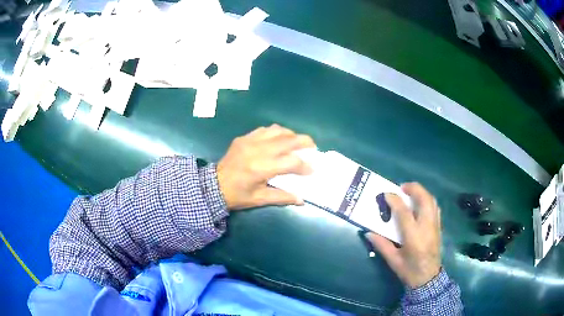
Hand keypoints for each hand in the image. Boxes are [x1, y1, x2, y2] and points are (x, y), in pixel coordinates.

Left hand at [217, 124, 315, 209]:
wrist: (213, 185)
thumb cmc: (237, 195)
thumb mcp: (260, 199)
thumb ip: (282, 197)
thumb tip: (302, 200)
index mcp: (262, 168)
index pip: (291, 162)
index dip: (305, 166)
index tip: (312, 170)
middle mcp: (258, 150)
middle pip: (288, 140)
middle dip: (305, 142)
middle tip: (313, 148)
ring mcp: (250, 141)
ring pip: (278, 130)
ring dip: (291, 135)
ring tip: (298, 142)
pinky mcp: (244, 138)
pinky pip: (265, 129)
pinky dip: (277, 132)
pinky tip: (280, 139)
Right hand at [366, 183, 440, 288]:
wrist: (428, 278)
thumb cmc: (409, 270)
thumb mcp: (393, 260)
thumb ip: (381, 245)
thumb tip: (368, 232)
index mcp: (414, 236)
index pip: (404, 212)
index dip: (394, 200)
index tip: (386, 194)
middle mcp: (427, 227)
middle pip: (424, 199)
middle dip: (413, 188)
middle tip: (402, 187)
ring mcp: (435, 226)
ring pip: (432, 201)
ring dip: (422, 192)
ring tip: (410, 192)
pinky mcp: (439, 227)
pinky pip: (435, 207)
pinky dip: (428, 200)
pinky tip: (420, 204)